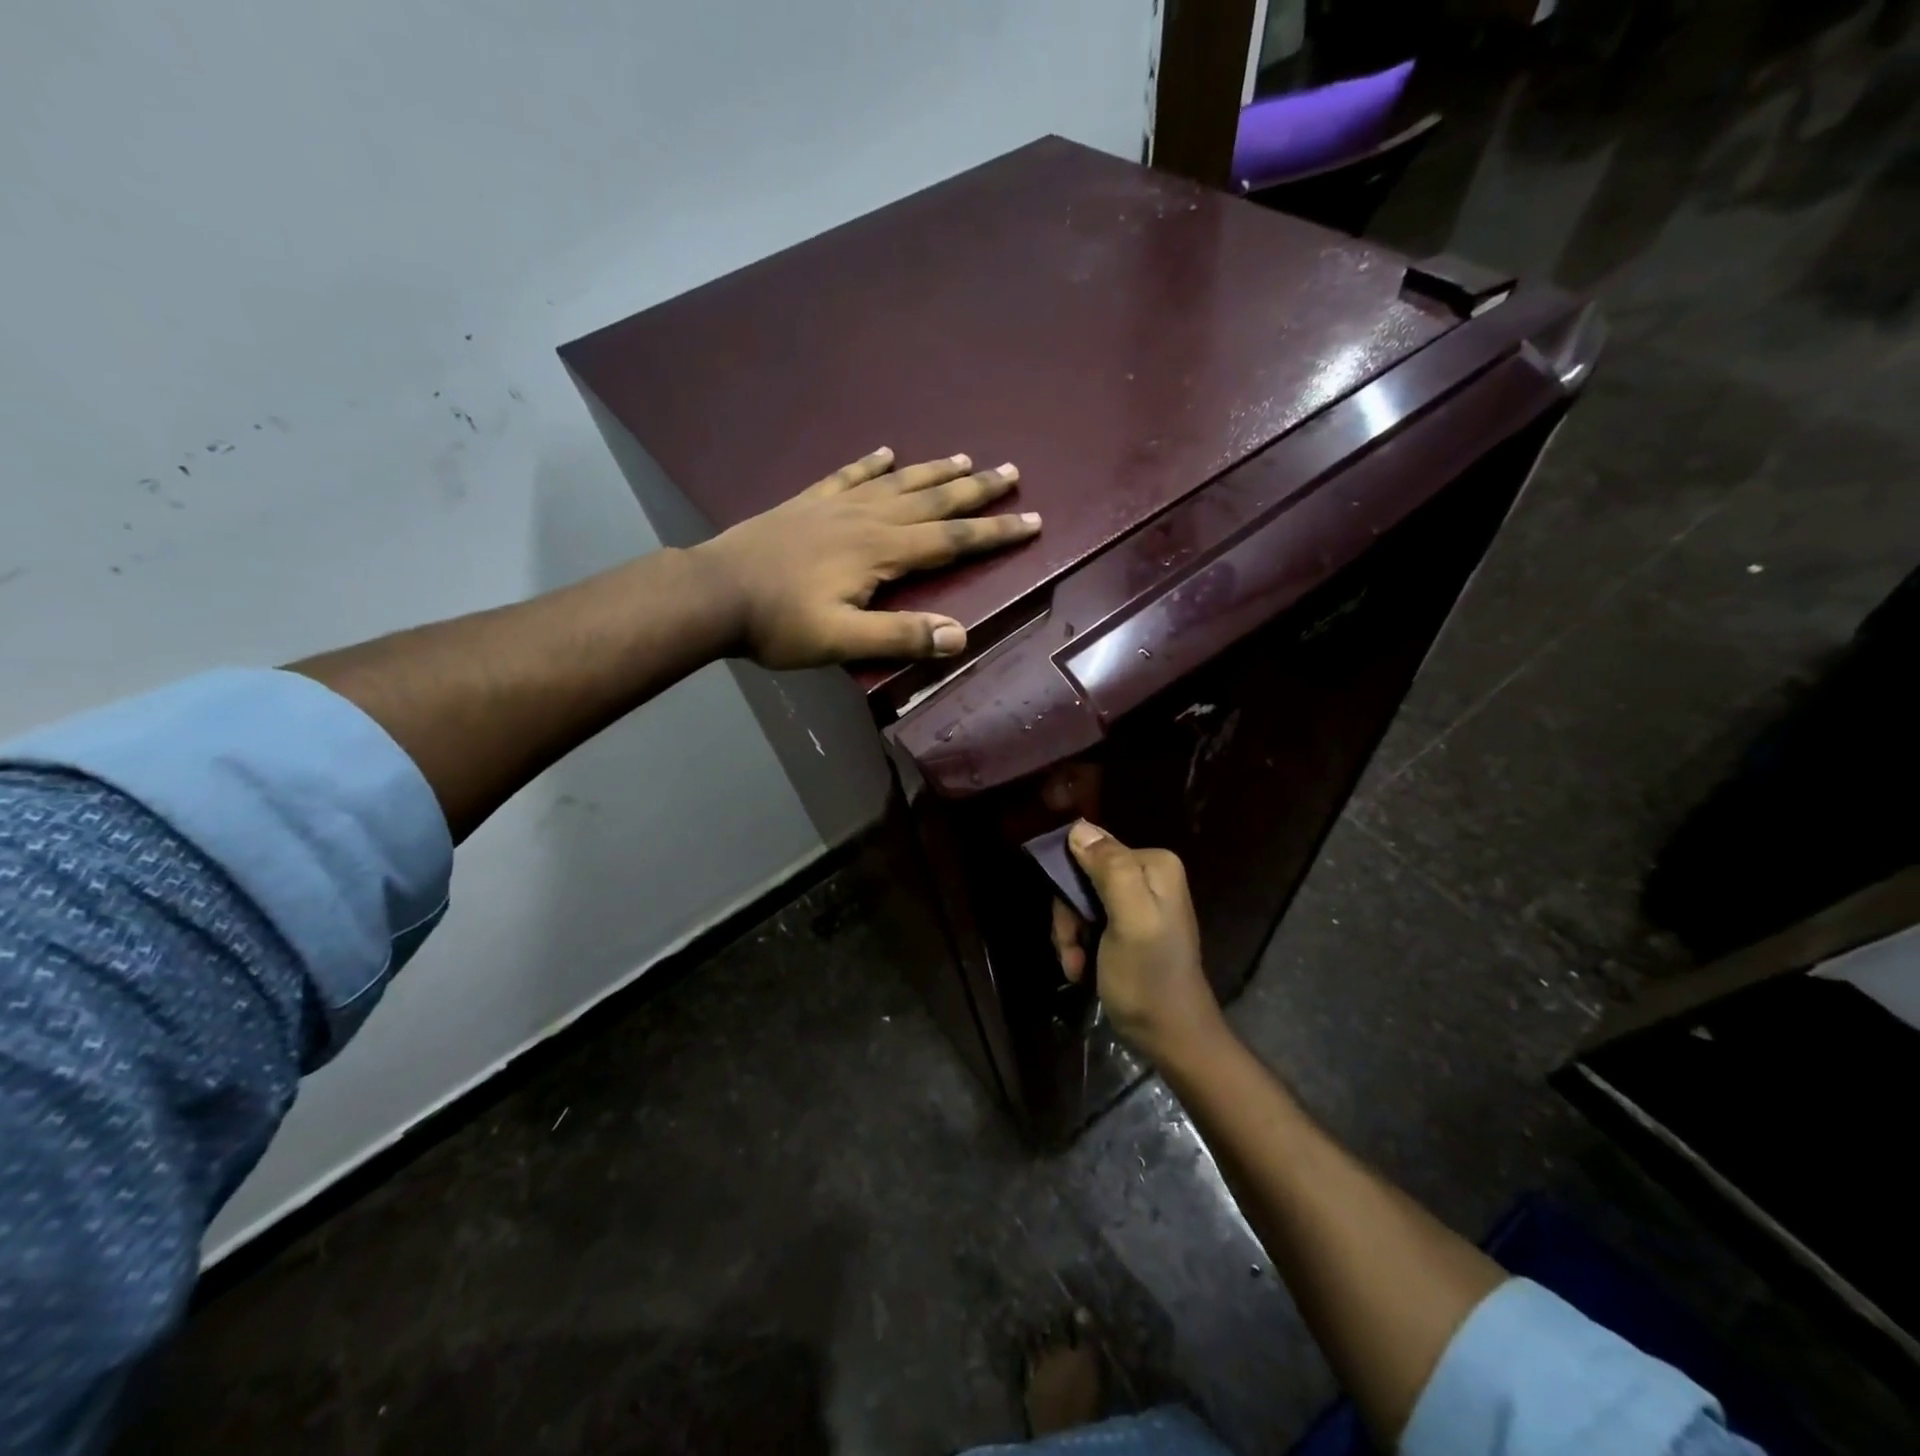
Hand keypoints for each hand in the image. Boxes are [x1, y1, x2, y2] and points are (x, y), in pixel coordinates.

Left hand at [690, 448, 1039, 669]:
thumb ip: (900, 636)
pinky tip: (886, 451)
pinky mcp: (808, 502)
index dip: (994, 532)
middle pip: (933, 500)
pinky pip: (848, 475)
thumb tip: (960, 636)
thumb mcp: (841, 641)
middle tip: (1012, 472)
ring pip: (898, 482)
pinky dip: (871, 463)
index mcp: (882, 552)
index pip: (952, 539)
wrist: (712, 592)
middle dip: (977, 490)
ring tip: (966, 457)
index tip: (1033, 521)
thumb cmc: (778, 623)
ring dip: (935, 470)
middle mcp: (867, 519)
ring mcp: (836, 506)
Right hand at [1050, 821, 1227, 1067]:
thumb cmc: (1148, 978)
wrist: (1170, 1037)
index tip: (1071, 927)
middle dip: (1068, 917)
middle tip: (1071, 951)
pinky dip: (1079, 945)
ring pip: (1079, 901)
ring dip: (1070, 936)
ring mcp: (1137, 901)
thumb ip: (1109, 870)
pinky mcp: (1127, 925)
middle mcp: (1147, 874)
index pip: (1090, 851)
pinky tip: (1081, 970)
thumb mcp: (1130, 920)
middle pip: (1082, 877)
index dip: (1069, 887)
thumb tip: (1078, 828)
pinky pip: (1088, 920)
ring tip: (1076, 967)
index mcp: (1154, 863)